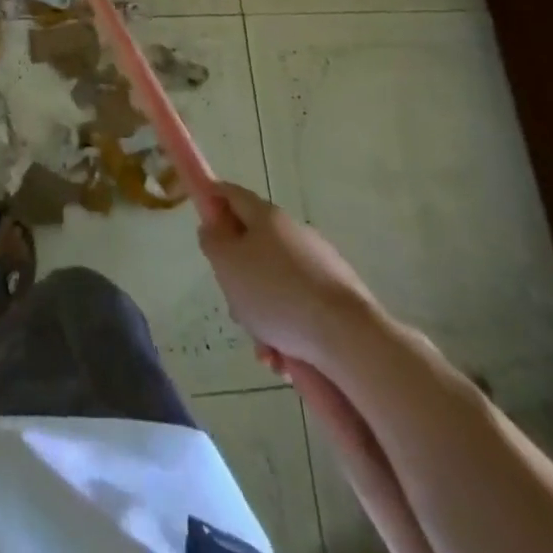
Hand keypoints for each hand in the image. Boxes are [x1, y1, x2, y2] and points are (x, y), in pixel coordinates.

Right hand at [199, 181, 381, 367]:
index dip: (212, 200)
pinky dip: (289, 330)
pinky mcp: (338, 296)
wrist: (349, 337)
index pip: (231, 194)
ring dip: (263, 314)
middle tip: (234, 303)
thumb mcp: (227, 264)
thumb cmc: (276, 293)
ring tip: (265, 350)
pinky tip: (286, 359)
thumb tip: (215, 229)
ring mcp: (319, 263)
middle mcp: (293, 232)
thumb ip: (212, 241)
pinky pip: (300, 307)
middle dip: (239, 277)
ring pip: (275, 283)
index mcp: (266, 216)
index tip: (203, 220)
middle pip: (253, 245)